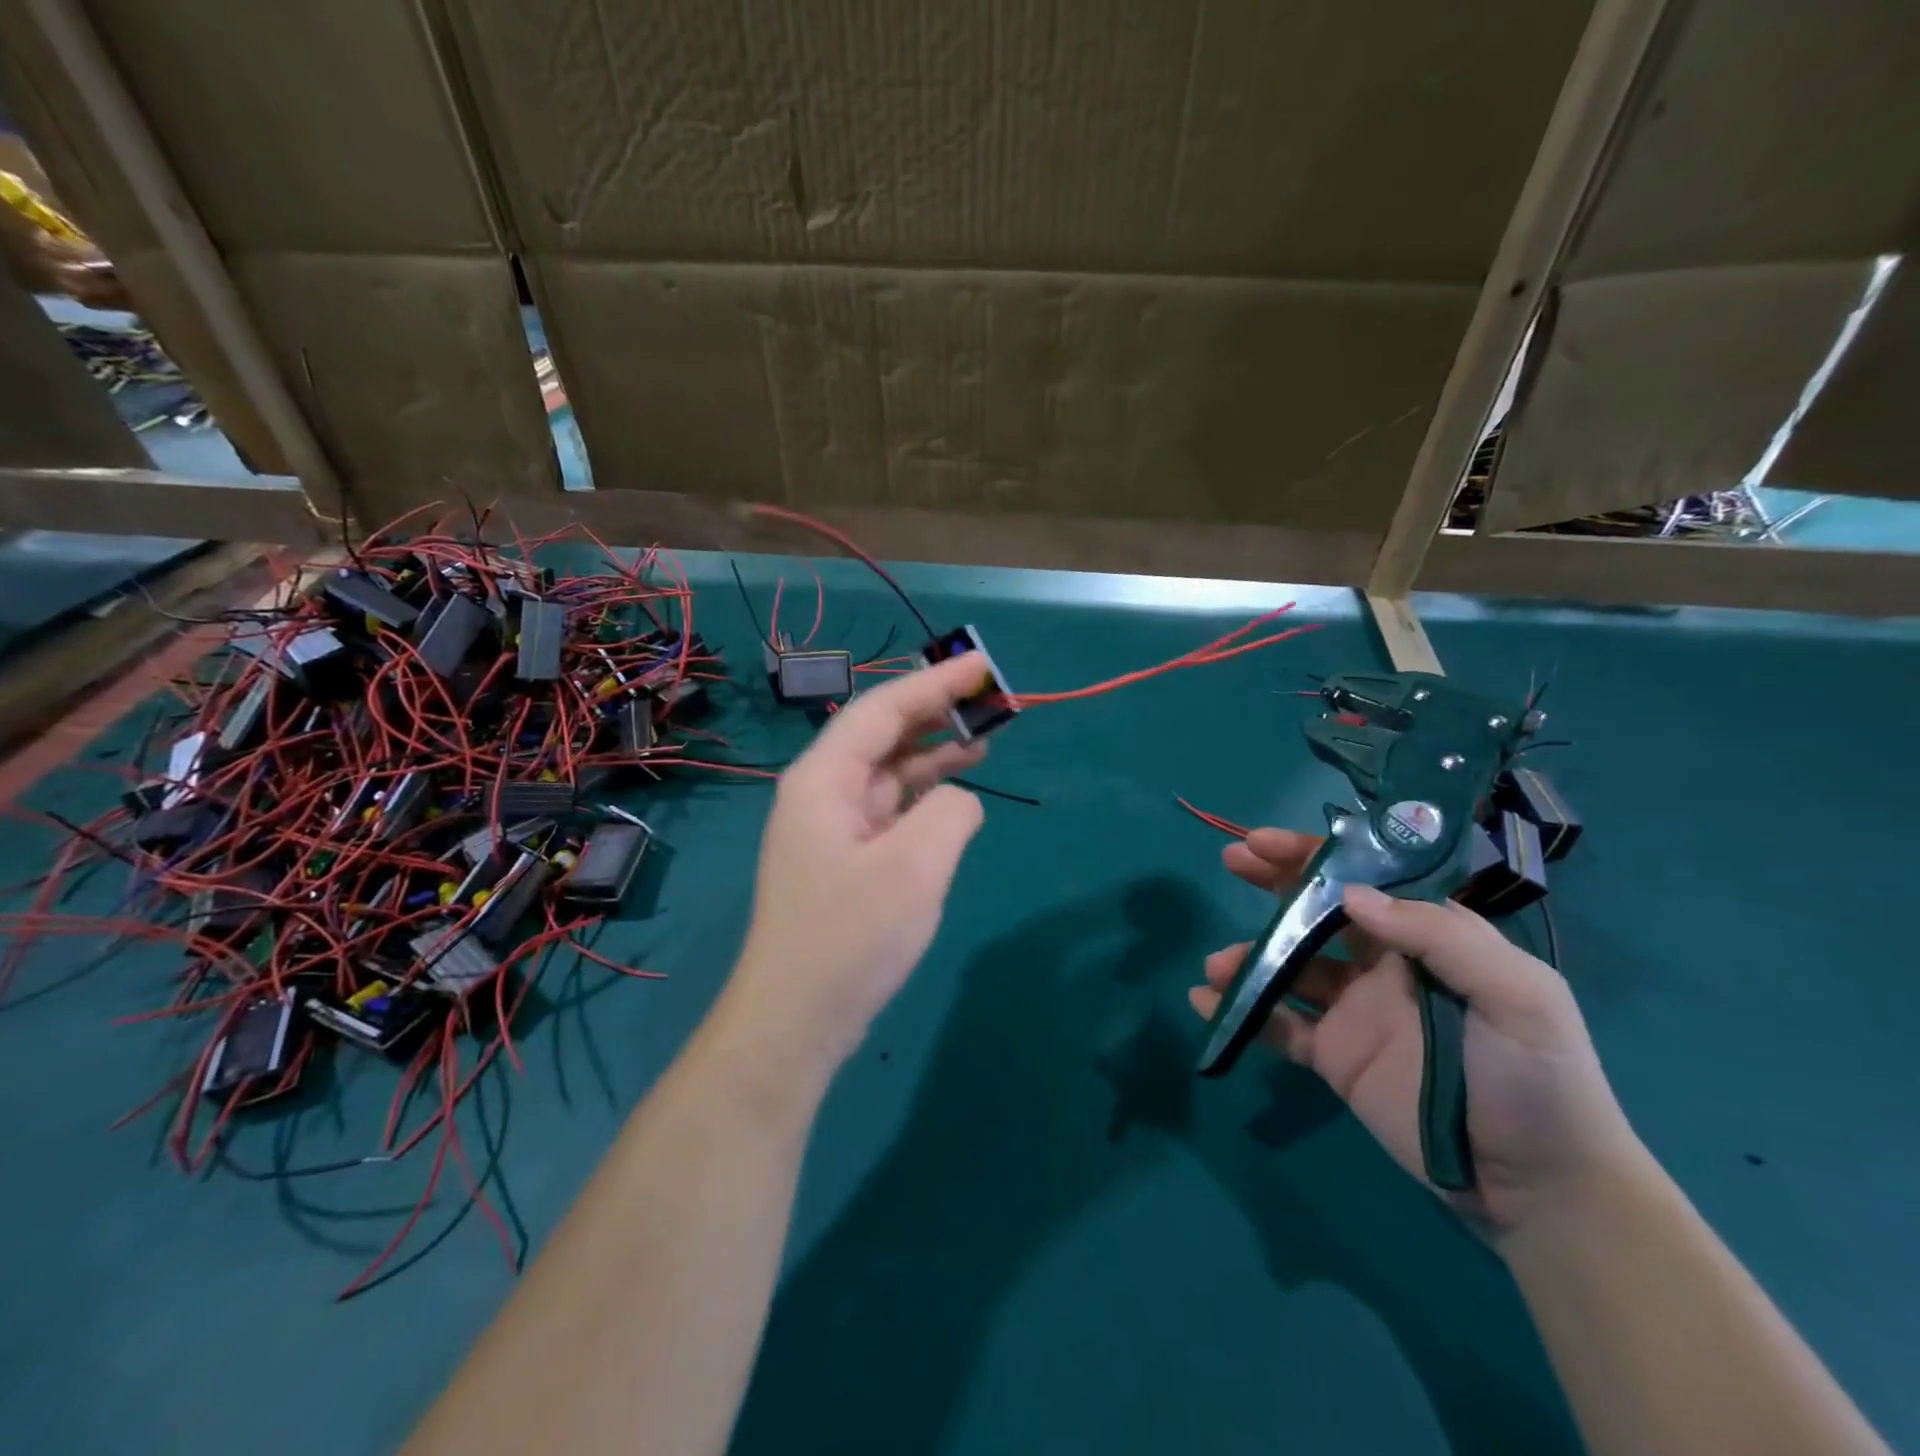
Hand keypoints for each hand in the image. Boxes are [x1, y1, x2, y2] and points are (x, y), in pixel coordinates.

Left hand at [726, 652, 990, 1069]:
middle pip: (883, 735)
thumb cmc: (849, 937)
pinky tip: (956, 793)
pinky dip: (925, 794)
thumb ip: (950, 812)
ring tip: (985, 736)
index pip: (883, 710)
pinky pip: (890, 808)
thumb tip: (958, 801)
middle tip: (990, 698)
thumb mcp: (914, 866)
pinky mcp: (847, 859)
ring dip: (934, 751)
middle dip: (935, 711)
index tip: (980, 664)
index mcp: (824, 778)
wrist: (796, 1020)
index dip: (934, 682)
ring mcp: (832, 827)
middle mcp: (822, 792)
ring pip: (888, 771)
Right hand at [1188, 829, 1641, 1237]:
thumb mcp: (1517, 994)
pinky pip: (1278, 1026)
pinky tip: (1207, 1003)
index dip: (1314, 857)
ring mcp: (1353, 1011)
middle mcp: (1382, 966)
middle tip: (1231, 860)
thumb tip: (1352, 896)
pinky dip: (1241, 1013)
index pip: (1364, 881)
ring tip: (1218, 965)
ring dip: (1248, 957)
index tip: (1265, 842)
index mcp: (1427, 940)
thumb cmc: (1538, 1077)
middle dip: (1273, 883)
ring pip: (1287, 968)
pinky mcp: (1333, 1056)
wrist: (1541, 1188)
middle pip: (1317, 912)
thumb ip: (1440, 936)